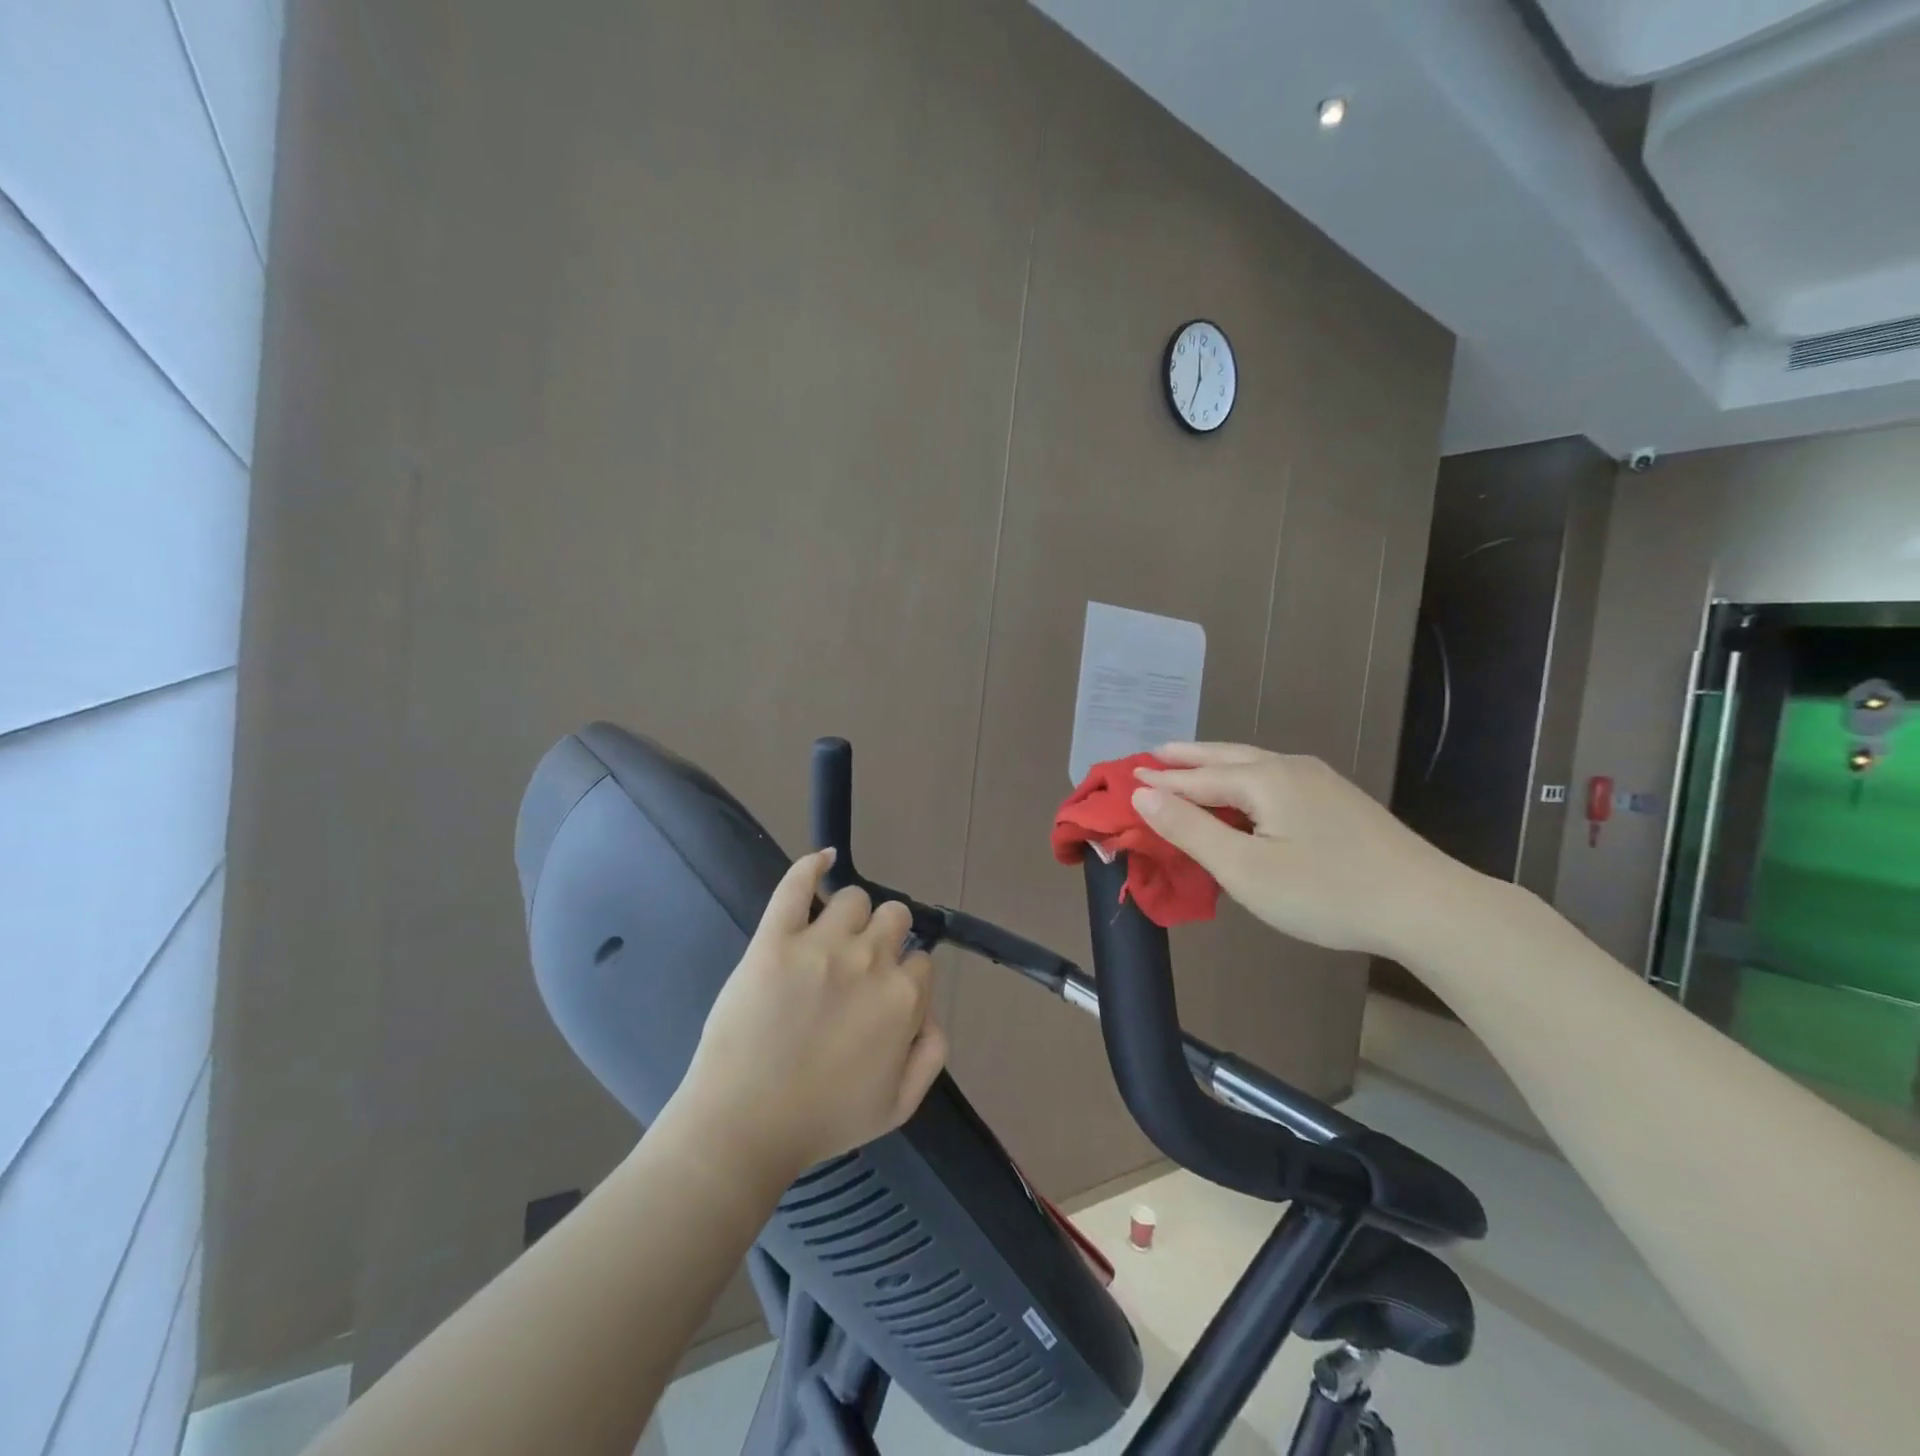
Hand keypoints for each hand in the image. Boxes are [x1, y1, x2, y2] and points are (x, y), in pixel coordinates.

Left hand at [672, 849, 947, 1180]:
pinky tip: (821, 859)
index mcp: (903, 999)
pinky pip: (797, 884)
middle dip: (885, 935)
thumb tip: (933, 1012)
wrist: (743, 1126)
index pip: (922, 960)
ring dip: (850, 914)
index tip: (883, 992)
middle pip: (895, 917)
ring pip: (854, 898)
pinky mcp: (775, 938)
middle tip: (859, 963)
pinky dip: (812, 865)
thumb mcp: (898, 1106)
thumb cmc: (822, 1121)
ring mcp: (821, 945)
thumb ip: (931, 1054)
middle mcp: (870, 961)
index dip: (905, 975)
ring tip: (830, 936)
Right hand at [1131, 743, 1485, 958]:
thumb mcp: (1244, 868)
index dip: (1160, 780)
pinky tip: (1246, 792)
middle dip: (1187, 757)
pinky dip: (1243, 778)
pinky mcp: (1340, 802)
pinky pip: (1275, 778)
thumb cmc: (1325, 891)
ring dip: (1216, 764)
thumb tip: (1143, 794)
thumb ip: (1190, 829)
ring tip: (1191, 766)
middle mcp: (1290, 768)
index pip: (1196, 777)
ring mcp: (1321, 782)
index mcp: (1264, 779)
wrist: (1427, 906)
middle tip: (1154, 754)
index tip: (1127, 776)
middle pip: (1226, 757)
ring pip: (1254, 764)